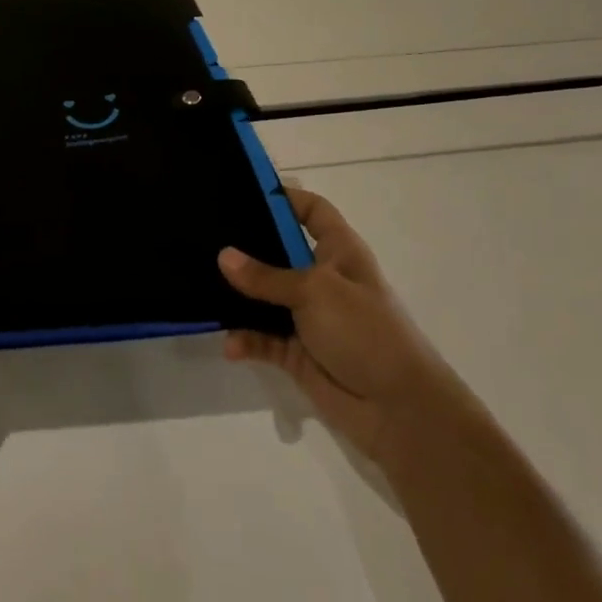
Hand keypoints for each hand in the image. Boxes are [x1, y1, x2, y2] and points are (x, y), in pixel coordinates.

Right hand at [219, 186, 466, 465]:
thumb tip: (223, 256)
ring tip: (200, 286)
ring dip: (238, 297)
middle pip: (278, 251)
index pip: (312, 211)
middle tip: (203, 235)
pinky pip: (262, 339)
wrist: (401, 411)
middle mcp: (321, 279)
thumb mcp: (316, 291)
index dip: (284, 197)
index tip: (242, 190)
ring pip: (264, 297)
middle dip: (246, 246)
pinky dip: (246, 340)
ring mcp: (309, 317)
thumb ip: (267, 275)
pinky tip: (230, 344)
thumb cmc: (366, 332)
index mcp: (338, 252)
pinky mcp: (297, 352)